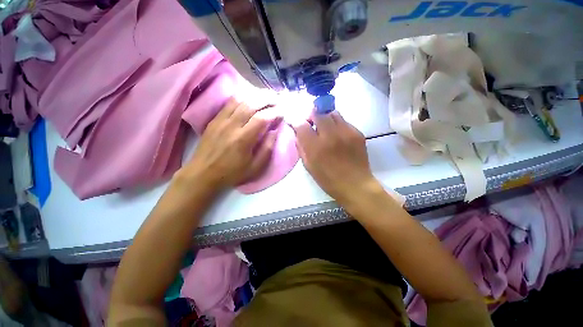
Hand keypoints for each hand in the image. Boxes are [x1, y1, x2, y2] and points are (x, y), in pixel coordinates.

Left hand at [179, 98, 280, 191]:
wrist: (202, 173)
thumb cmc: (232, 173)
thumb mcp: (255, 167)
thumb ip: (267, 149)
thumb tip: (274, 131)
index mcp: (243, 139)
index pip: (262, 118)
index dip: (274, 112)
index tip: (282, 111)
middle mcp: (232, 125)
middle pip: (251, 104)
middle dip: (267, 99)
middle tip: (277, 98)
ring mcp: (221, 120)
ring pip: (240, 100)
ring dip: (255, 96)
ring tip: (266, 96)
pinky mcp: (214, 119)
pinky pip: (229, 103)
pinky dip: (242, 98)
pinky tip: (249, 99)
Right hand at [291, 110, 380, 204]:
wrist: (355, 184)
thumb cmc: (328, 179)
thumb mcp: (309, 166)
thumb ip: (301, 148)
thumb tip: (298, 134)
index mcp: (315, 147)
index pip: (301, 125)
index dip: (297, 122)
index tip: (297, 124)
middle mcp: (330, 136)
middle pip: (318, 113)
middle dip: (312, 117)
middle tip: (313, 124)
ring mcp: (345, 132)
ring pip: (332, 113)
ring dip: (326, 118)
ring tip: (326, 128)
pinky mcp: (357, 133)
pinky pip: (344, 121)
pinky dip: (338, 125)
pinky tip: (339, 136)